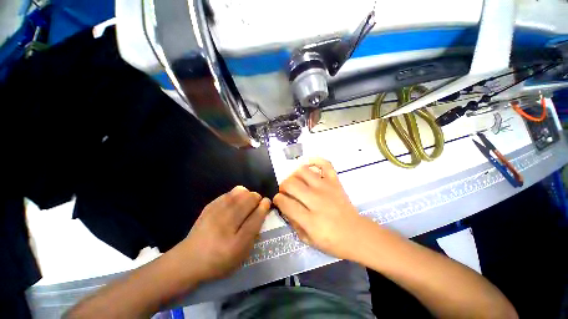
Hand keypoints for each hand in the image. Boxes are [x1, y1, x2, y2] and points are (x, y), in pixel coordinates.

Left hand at [179, 186, 270, 282]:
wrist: (189, 259)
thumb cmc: (220, 261)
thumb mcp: (241, 255)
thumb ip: (254, 233)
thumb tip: (262, 212)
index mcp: (236, 243)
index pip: (256, 218)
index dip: (264, 207)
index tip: (267, 202)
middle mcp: (226, 225)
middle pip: (249, 200)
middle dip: (257, 198)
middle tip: (256, 204)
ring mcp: (216, 213)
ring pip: (240, 192)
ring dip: (248, 195)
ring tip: (247, 202)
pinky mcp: (210, 206)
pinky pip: (230, 192)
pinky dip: (237, 194)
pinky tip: (236, 202)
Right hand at [273, 158, 370, 259]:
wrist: (357, 234)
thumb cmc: (332, 241)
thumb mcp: (308, 240)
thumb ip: (293, 223)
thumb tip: (284, 206)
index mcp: (310, 220)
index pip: (285, 202)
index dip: (277, 199)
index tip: (278, 199)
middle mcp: (317, 201)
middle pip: (291, 184)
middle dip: (283, 186)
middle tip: (286, 191)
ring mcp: (327, 188)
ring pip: (303, 171)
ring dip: (295, 175)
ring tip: (296, 182)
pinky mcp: (335, 182)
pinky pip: (325, 164)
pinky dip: (316, 161)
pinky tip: (309, 166)